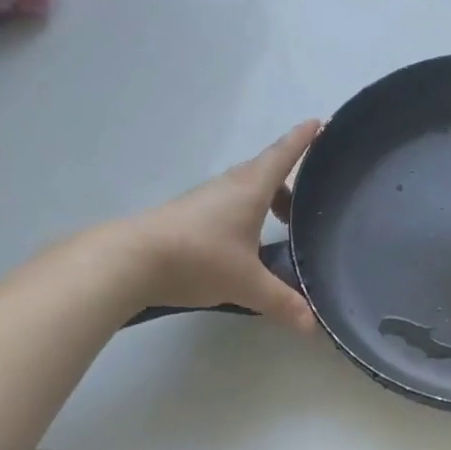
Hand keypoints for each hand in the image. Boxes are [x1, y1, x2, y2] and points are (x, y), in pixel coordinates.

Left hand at [119, 121, 321, 334]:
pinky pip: (229, 202)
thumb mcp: (247, 284)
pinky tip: (245, 242)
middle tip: (310, 197)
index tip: (320, 123)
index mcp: (252, 188)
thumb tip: (313, 326)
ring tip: (281, 225)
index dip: (303, 138)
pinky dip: (246, 211)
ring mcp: (206, 198)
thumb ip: (282, 301)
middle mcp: (230, 185)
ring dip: (267, 198)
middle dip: (291, 180)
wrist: (130, 260)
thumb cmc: (198, 258)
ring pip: (246, 188)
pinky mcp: (189, 214)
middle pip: (267, 171)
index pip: (284, 154)